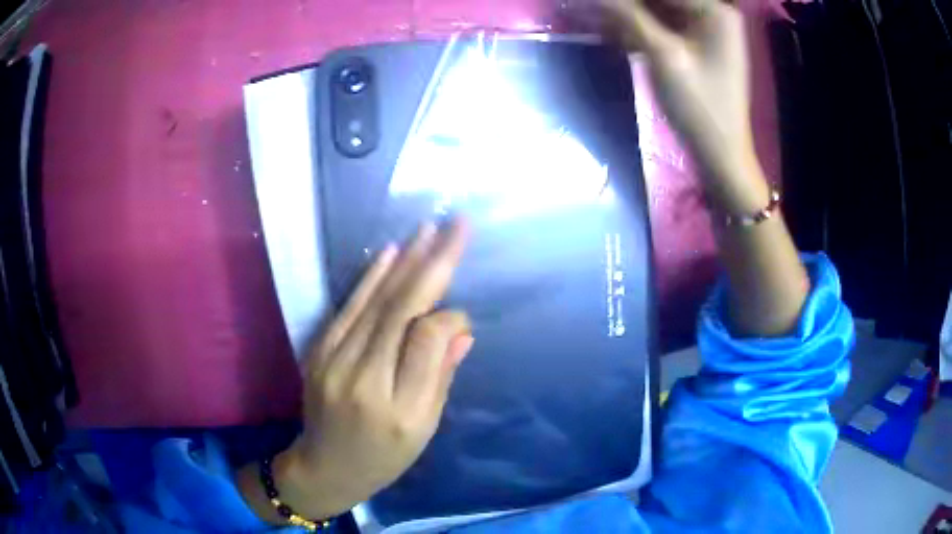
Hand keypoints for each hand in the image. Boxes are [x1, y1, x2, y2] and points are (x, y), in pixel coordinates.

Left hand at [247, 220, 473, 520]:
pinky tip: (391, 253)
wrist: (324, 467)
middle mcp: (362, 378)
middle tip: (458, 226)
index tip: (462, 314)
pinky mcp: (318, 350)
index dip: (448, 316)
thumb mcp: (424, 430)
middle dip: (433, 263)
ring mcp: (333, 360)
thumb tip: (460, 328)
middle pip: (400, 310)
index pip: (425, 340)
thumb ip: (440, 376)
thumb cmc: (384, 457)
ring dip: (405, 261)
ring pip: (375, 301)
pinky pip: (348, 307)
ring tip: (429, 229)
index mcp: (397, 408)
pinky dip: (371, 277)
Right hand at [604, 0, 766, 212]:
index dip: (623, 0)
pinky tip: (617, 37)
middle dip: (625, 7)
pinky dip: (640, 30)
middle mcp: (714, 13)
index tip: (591, 4)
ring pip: (658, 12)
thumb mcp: (662, 55)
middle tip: (590, 11)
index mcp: (715, 10)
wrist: (720, 154)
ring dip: (628, 17)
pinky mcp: (699, 46)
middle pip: (660, 1)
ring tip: (599, 24)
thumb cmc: (699, 106)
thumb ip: (627, 15)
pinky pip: (664, 27)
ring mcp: (707, 30)